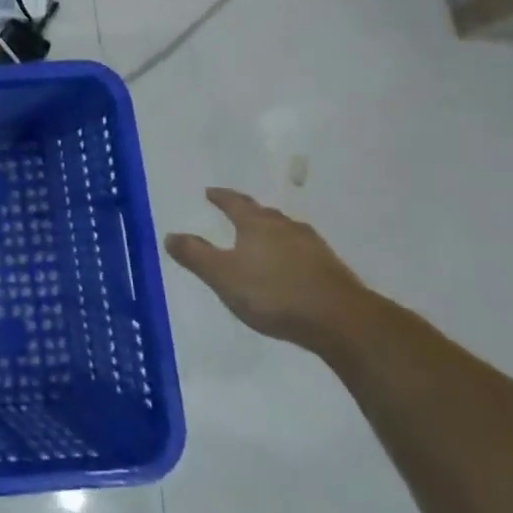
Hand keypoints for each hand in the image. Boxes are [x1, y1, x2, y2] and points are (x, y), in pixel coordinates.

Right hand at [164, 188, 372, 348]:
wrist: (341, 320)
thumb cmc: (273, 293)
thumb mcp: (222, 276)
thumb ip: (195, 255)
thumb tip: (170, 235)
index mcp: (257, 225)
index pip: (235, 203)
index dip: (221, 197)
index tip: (210, 192)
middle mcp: (286, 228)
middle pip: (264, 214)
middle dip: (248, 212)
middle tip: (235, 213)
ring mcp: (314, 247)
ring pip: (287, 231)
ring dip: (272, 232)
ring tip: (262, 239)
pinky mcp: (332, 269)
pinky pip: (303, 252)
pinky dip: (290, 253)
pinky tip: (290, 267)